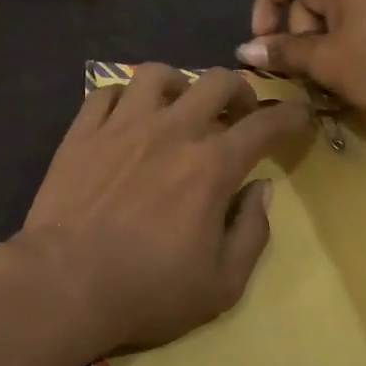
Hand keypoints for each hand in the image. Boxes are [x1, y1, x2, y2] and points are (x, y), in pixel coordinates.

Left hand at [12, 65, 312, 356]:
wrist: (64, 283)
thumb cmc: (147, 291)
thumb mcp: (222, 285)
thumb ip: (252, 232)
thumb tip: (261, 188)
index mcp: (210, 166)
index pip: (264, 126)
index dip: (291, 116)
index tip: (300, 114)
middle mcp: (171, 131)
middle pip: (216, 82)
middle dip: (240, 90)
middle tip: (238, 113)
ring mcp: (122, 125)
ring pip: (158, 74)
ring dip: (179, 84)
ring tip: (179, 105)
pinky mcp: (83, 130)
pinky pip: (107, 91)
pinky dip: (124, 96)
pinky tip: (127, 115)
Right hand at [236, 0, 365, 121]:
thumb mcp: (326, 61)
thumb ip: (283, 51)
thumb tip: (244, 50)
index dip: (264, 5)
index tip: (266, 43)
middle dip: (296, 30)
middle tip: (300, 70)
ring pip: (333, 9)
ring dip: (320, 41)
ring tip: (328, 78)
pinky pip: (359, 17)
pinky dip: (345, 41)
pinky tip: (354, 72)